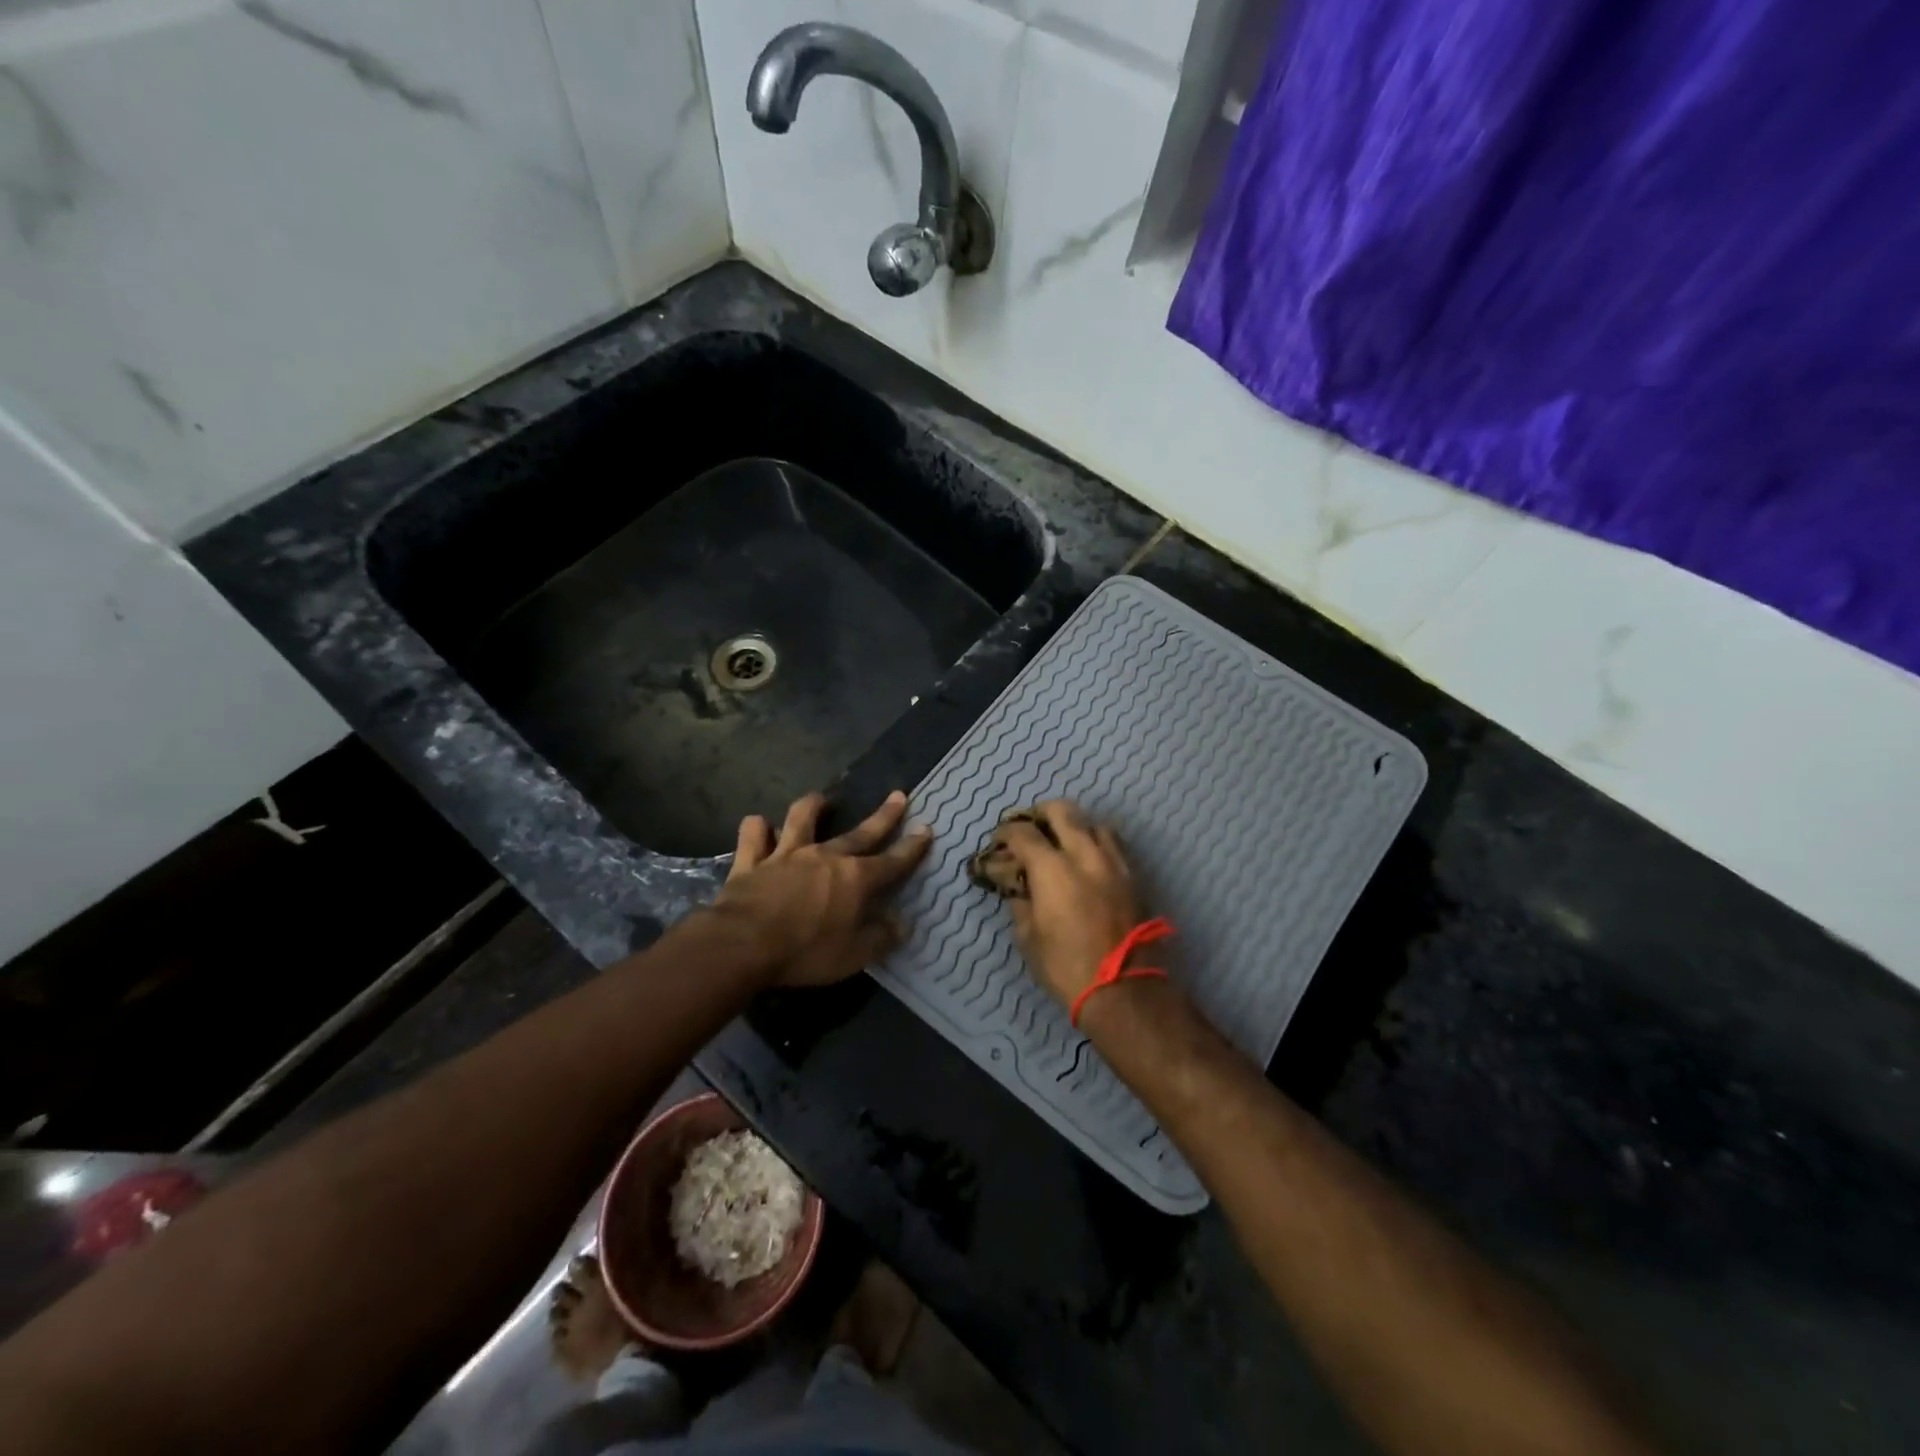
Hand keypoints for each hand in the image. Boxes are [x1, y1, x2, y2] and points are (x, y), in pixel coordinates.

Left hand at [711, 790, 931, 987]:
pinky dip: (757, 828)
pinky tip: (759, 826)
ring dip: (813, 806)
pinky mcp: (752, 860)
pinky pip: (753, 835)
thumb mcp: (852, 956)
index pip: (892, 861)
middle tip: (898, 795)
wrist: (743, 944)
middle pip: (860, 832)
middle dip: (883, 815)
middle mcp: (825, 857)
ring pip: (801, 818)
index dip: (912, 847)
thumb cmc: (805, 952)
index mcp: (855, 879)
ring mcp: (786, 854)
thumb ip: (880, 938)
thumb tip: (903, 924)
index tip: (927, 829)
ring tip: (820, 800)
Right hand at [992, 800, 1145, 1007]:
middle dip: (1041, 814)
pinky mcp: (1133, 877)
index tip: (999, 841)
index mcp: (1052, 869)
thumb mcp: (1028, 938)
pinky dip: (1096, 843)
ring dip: (1074, 826)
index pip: (1023, 833)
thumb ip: (1021, 903)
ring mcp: (1113, 862)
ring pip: (1093, 823)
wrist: (1124, 989)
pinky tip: (1089, 861)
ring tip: (1064, 843)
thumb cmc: (1066, 966)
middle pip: (1062, 811)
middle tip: (1030, 828)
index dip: (1006, 832)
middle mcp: (1084, 854)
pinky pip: (1113, 845)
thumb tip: (1017, 888)